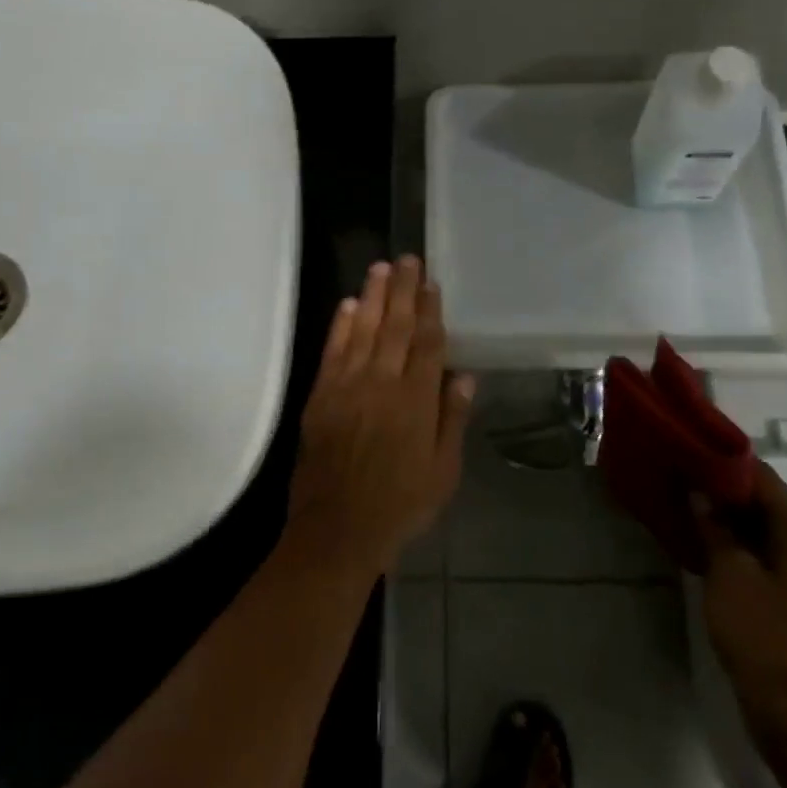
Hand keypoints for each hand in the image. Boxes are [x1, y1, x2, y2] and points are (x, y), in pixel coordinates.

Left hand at [286, 256, 474, 577]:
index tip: (432, 283)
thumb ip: (452, 419)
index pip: (428, 344)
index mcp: (417, 401)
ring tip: (380, 267)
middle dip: (403, 290)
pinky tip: (349, 304)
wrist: (338, 529)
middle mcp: (383, 384)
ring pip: (364, 330)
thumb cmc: (400, 504)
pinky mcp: (321, 395)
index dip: (431, 311)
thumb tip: (464, 375)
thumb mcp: (443, 471)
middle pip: (397, 327)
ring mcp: (348, 386)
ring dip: (374, 296)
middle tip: (407, 258)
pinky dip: (341, 325)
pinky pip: (333, 351)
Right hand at [692, 463, 786, 737]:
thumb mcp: (728, 571)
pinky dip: (739, 543)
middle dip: (725, 489)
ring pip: (765, 529)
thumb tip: (700, 493)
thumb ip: (713, 526)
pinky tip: (706, 543)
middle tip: (683, 477)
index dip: (727, 462)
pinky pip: (767, 554)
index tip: (691, 450)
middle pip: (767, 502)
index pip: (764, 478)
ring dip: (730, 517)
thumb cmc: (762, 632)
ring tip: (688, 506)